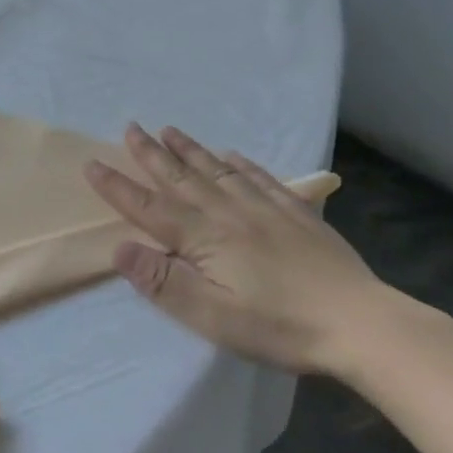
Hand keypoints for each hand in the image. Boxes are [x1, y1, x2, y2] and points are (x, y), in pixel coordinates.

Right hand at [84, 124, 397, 377]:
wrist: (360, 323)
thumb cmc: (279, 326)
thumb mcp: (212, 316)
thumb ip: (163, 282)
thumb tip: (119, 247)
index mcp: (204, 238)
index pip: (149, 207)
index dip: (118, 186)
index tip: (92, 163)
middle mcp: (228, 213)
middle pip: (181, 177)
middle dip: (151, 153)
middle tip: (130, 126)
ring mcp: (265, 209)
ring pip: (217, 170)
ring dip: (190, 150)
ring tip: (169, 129)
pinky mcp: (297, 214)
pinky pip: (261, 178)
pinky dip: (242, 163)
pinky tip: (233, 155)